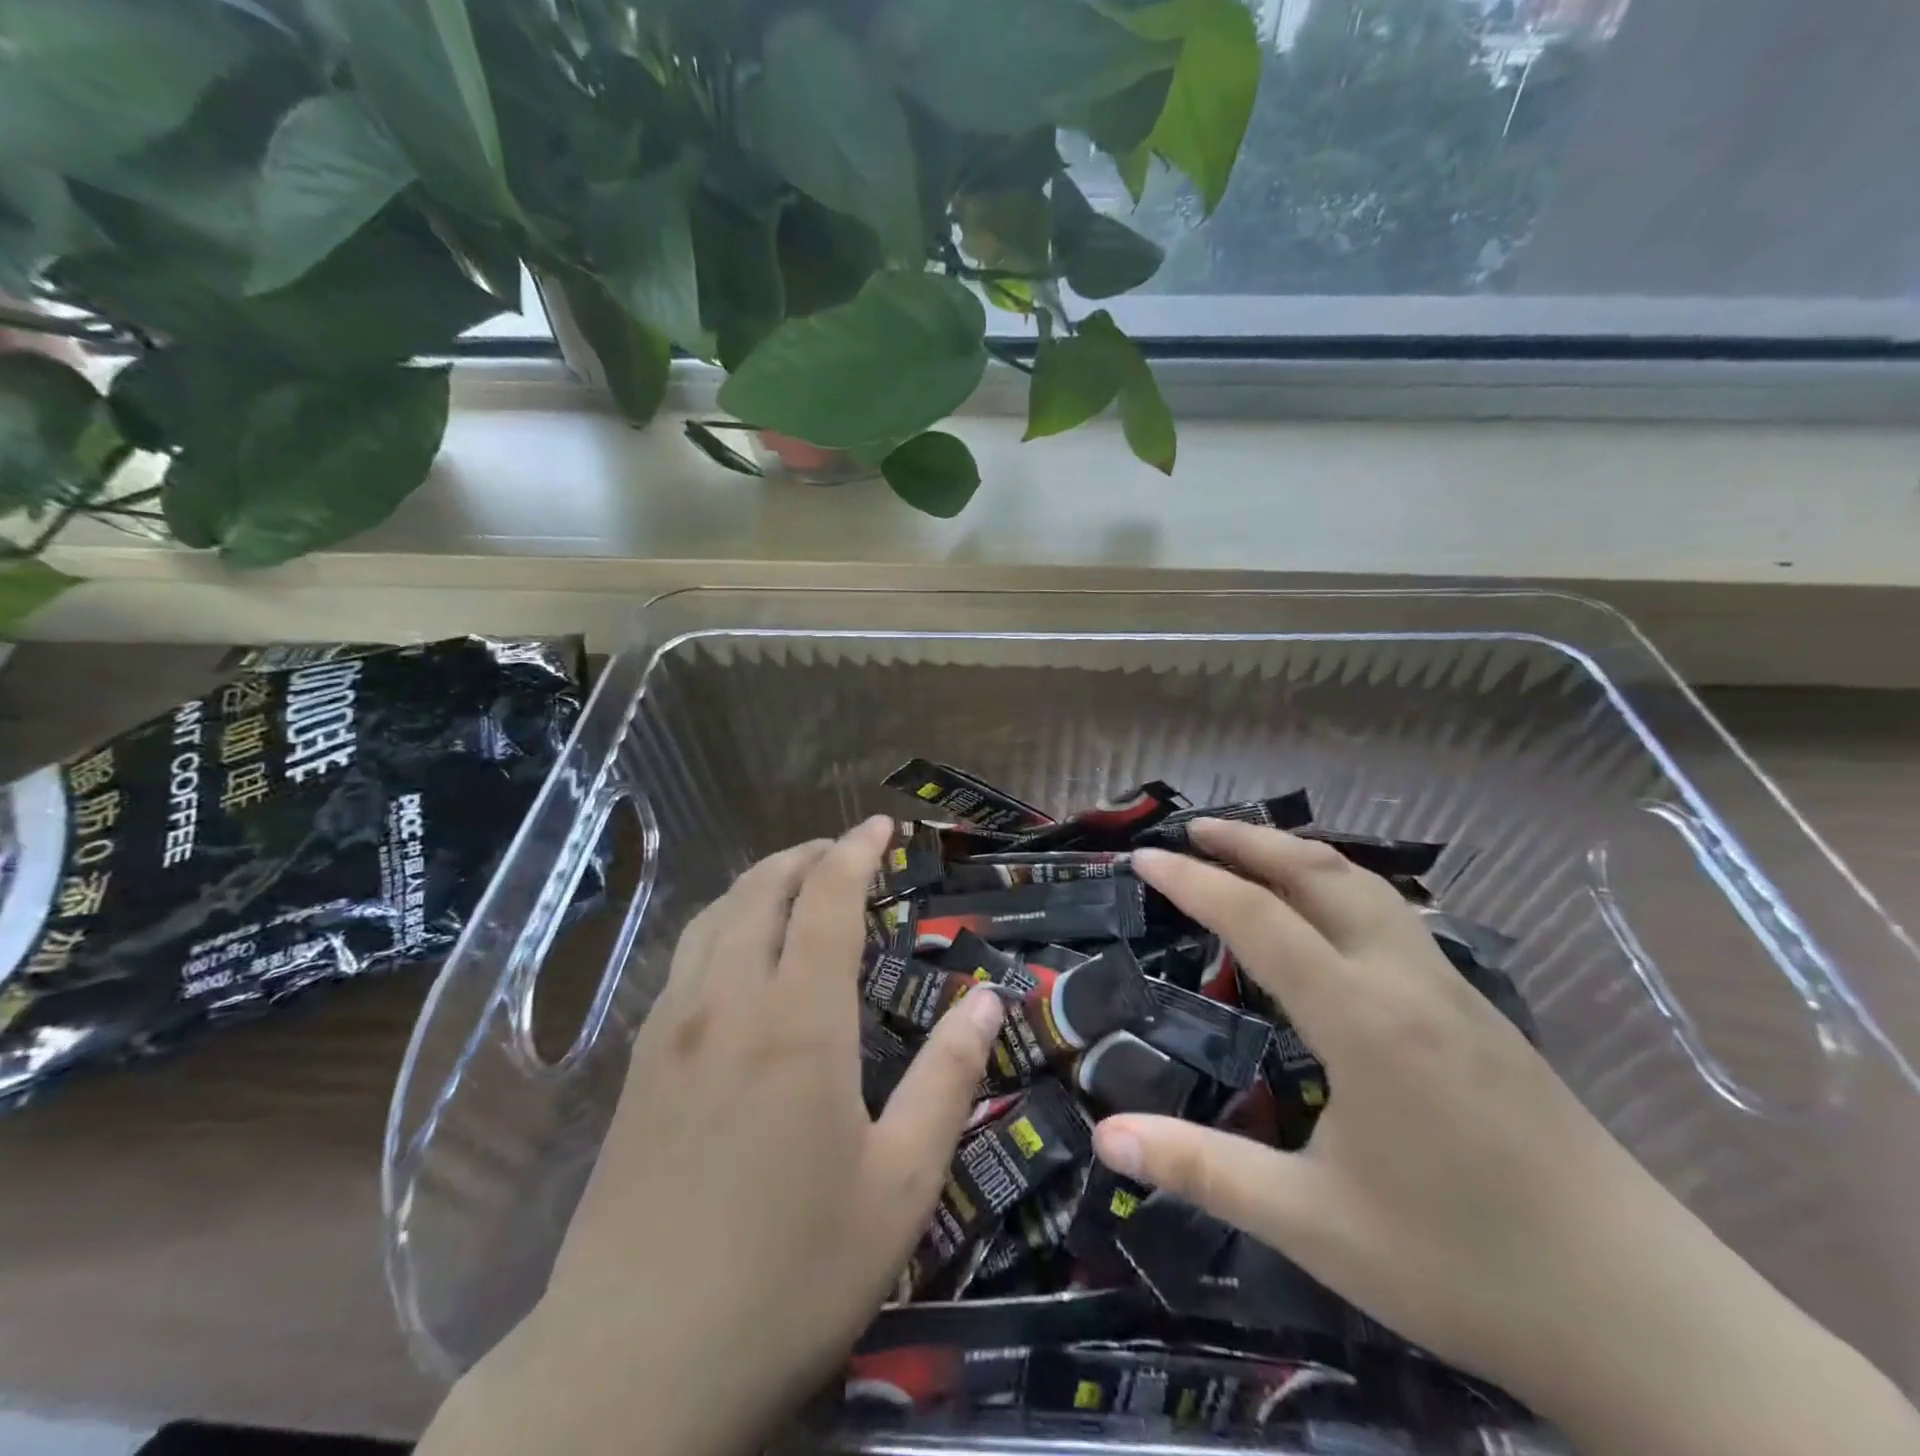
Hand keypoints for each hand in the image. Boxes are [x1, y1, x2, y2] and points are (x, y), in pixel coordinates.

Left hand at [423, 818, 1004, 1455]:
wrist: (629, 1371)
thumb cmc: (788, 1276)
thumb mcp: (899, 1187)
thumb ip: (947, 1081)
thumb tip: (986, 998)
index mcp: (797, 1022)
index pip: (827, 899)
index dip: (855, 851)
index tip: (881, 825)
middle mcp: (728, 1002)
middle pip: (762, 890)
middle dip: (806, 855)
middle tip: (844, 850)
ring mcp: (671, 1030)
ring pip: (714, 917)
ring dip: (759, 883)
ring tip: (795, 885)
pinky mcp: (638, 1066)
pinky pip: (684, 958)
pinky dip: (722, 923)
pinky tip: (737, 953)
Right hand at [1097, 821, 1919, 1455]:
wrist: (1652, 1322)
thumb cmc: (1466, 1268)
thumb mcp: (1316, 1224)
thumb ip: (1205, 1171)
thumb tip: (1105, 1141)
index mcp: (1363, 1019)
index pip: (1260, 919)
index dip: (1194, 881)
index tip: (1144, 857)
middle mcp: (1407, 982)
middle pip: (1323, 875)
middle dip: (1253, 841)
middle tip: (1194, 829)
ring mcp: (1454, 992)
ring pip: (1369, 889)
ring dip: (1302, 857)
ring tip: (1252, 853)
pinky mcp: (1483, 1015)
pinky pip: (1397, 919)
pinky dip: (1343, 889)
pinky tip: (1331, 920)